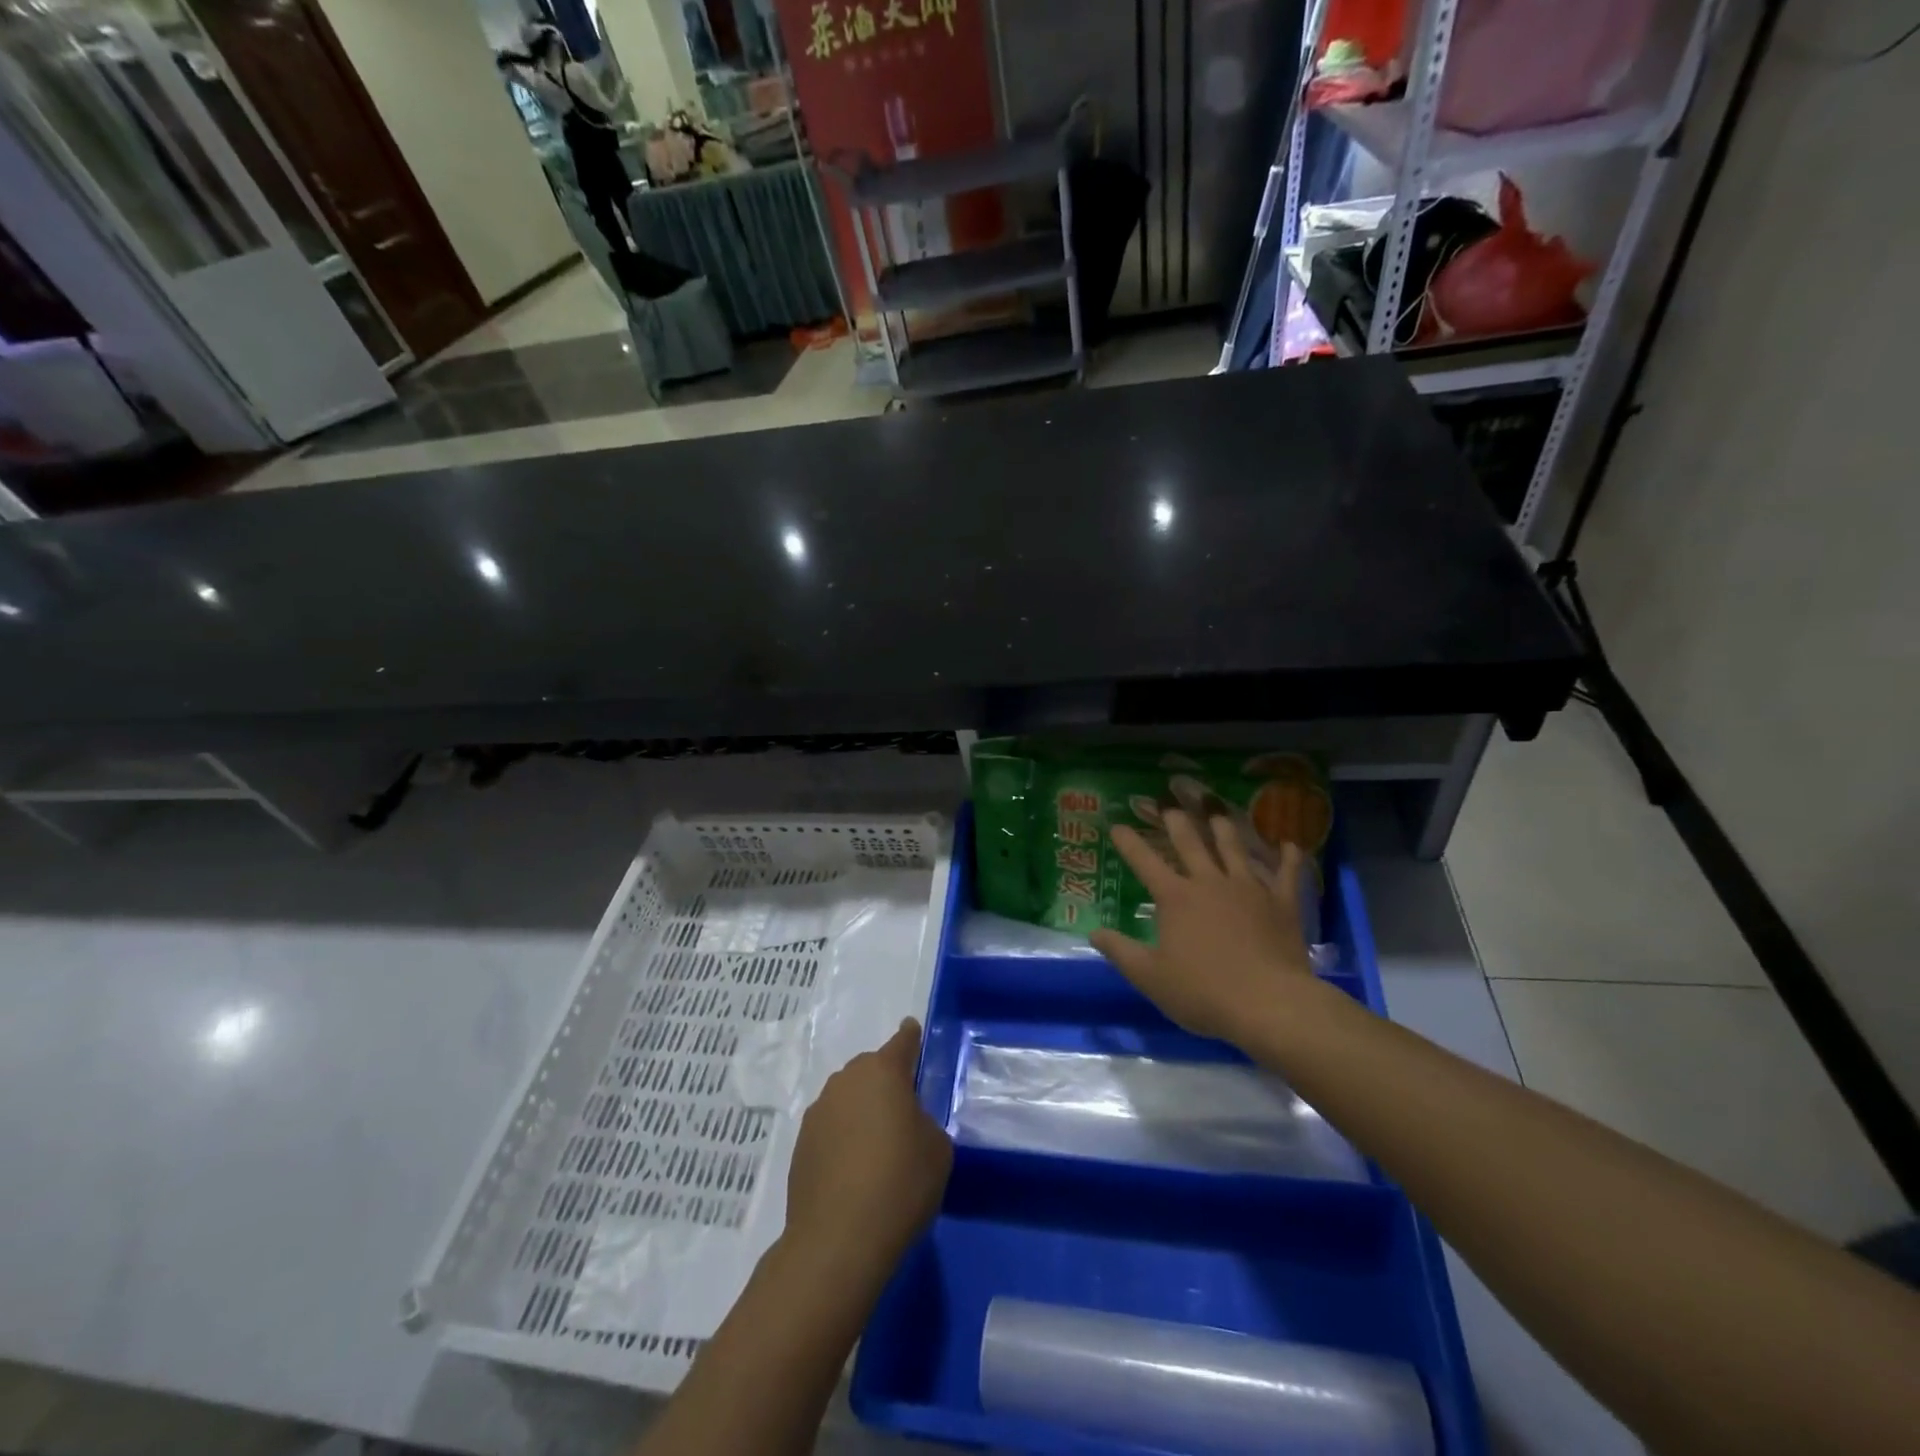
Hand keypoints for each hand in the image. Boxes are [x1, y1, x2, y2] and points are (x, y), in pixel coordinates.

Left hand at [784, 1019, 951, 1279]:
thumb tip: (907, 1123)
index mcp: (883, 1072)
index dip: (911, 1037)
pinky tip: (853, 1170)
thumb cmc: (899, 1183)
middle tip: (903, 1114)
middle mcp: (846, 1081)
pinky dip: (843, 1138)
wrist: (837, 1241)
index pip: (902, 1042)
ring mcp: (819, 1111)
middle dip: (886, 1083)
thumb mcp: (937, 1149)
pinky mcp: (801, 1144)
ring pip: (848, 1098)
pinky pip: (831, 1128)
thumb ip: (925, 1122)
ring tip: (877, 1147)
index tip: (912, 1031)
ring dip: (861, 1111)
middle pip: (871, 1070)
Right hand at [1091, 811, 1314, 1045]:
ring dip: (1223, 827)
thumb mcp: (1150, 977)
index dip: (1129, 842)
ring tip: (1217, 811)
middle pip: (1190, 843)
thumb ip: (1120, 951)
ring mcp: (1249, 889)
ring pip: (1233, 848)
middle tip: (1169, 805)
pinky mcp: (1281, 903)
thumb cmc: (1203, 992)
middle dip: (1176, 821)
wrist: (1269, 1004)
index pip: (1144, 861)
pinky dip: (1289, 857)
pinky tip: (1290, 844)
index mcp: (1175, 897)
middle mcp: (1209, 882)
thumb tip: (1093, 931)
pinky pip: (1287, 873)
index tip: (1117, 824)